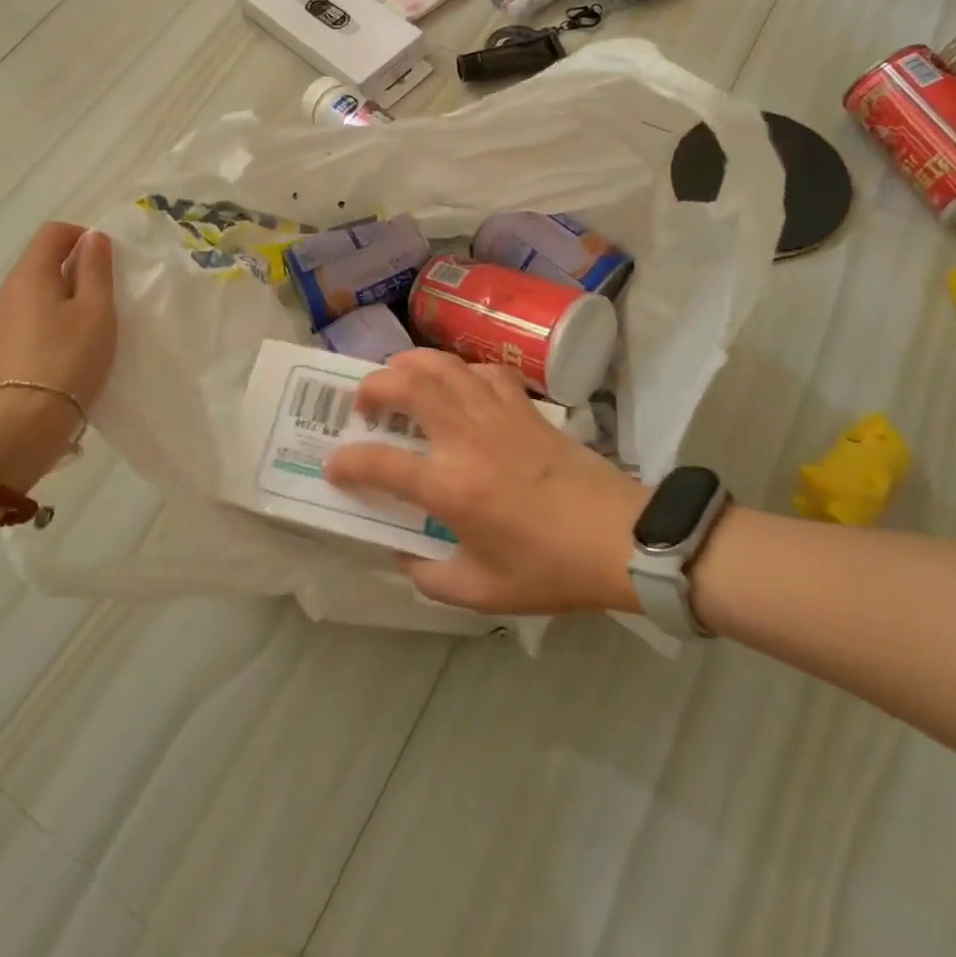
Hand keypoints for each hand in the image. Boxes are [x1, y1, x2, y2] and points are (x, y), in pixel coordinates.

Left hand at [0, 222, 116, 490]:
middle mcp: (9, 292)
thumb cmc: (68, 359)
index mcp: (30, 274)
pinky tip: (73, 351)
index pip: (53, 232)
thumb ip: (96, 270)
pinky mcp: (2, 352)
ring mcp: (1, 324)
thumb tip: (93, 238)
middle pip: (44, 262)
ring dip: (68, 299)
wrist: (21, 426)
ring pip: (39, 294)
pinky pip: (32, 321)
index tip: (110, 261)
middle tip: (110, 296)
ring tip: (95, 327)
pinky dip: (55, 323)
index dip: (84, 236)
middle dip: (78, 269)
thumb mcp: (96, 311)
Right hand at [324, 350, 649, 614]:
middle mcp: (467, 438)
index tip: (334, 467)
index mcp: (451, 487)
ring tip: (397, 380)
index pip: (380, 463)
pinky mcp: (524, 406)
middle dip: (372, 387)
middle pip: (406, 386)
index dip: (348, 463)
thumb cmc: (550, 569)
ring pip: (443, 365)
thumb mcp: (482, 592)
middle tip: (362, 405)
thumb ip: (430, 576)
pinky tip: (456, 387)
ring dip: (409, 364)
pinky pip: (482, 371)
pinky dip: (459, 370)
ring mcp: (497, 414)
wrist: (621, 538)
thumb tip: (402, 553)